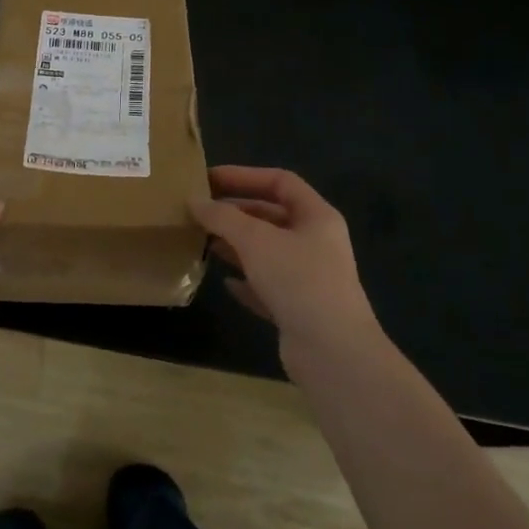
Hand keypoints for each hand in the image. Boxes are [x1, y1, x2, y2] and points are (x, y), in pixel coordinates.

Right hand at [191, 166, 380, 371]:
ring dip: (236, 245)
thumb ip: (223, 217)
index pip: (280, 181)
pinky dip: (246, 281)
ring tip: (203, 241)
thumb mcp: (255, 240)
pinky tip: (225, 282)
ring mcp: (309, 278)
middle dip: (235, 212)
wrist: (333, 353)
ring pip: (267, 252)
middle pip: (272, 216)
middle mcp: (316, 243)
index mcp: (317, 217)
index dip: (244, 176)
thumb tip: (194, 202)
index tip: (209, 179)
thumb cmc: (298, 280)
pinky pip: (267, 286)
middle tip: (199, 211)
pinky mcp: (299, 309)